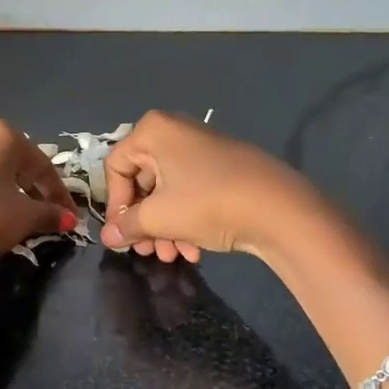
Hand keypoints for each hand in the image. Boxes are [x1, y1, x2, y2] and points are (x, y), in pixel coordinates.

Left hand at [0, 120, 76, 285]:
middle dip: (36, 189)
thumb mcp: (22, 219)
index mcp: (4, 134)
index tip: (71, 217)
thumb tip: (68, 218)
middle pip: (19, 162)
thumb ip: (49, 213)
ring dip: (14, 191)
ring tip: (24, 218)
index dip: (60, 194)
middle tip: (49, 215)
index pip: (43, 165)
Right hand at [99, 110, 316, 263]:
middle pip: (143, 182)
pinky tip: (194, 250)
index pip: (116, 168)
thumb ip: (128, 226)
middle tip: (148, 252)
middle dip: (144, 222)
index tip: (124, 235)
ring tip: (173, 257)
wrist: (279, 208)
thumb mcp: (160, 217)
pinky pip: (190, 191)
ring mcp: (201, 149)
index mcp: (153, 131)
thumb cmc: (207, 203)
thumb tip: (108, 237)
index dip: (116, 205)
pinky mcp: (222, 168)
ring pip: (167, 191)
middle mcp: (175, 132)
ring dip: (164, 228)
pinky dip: (186, 220)